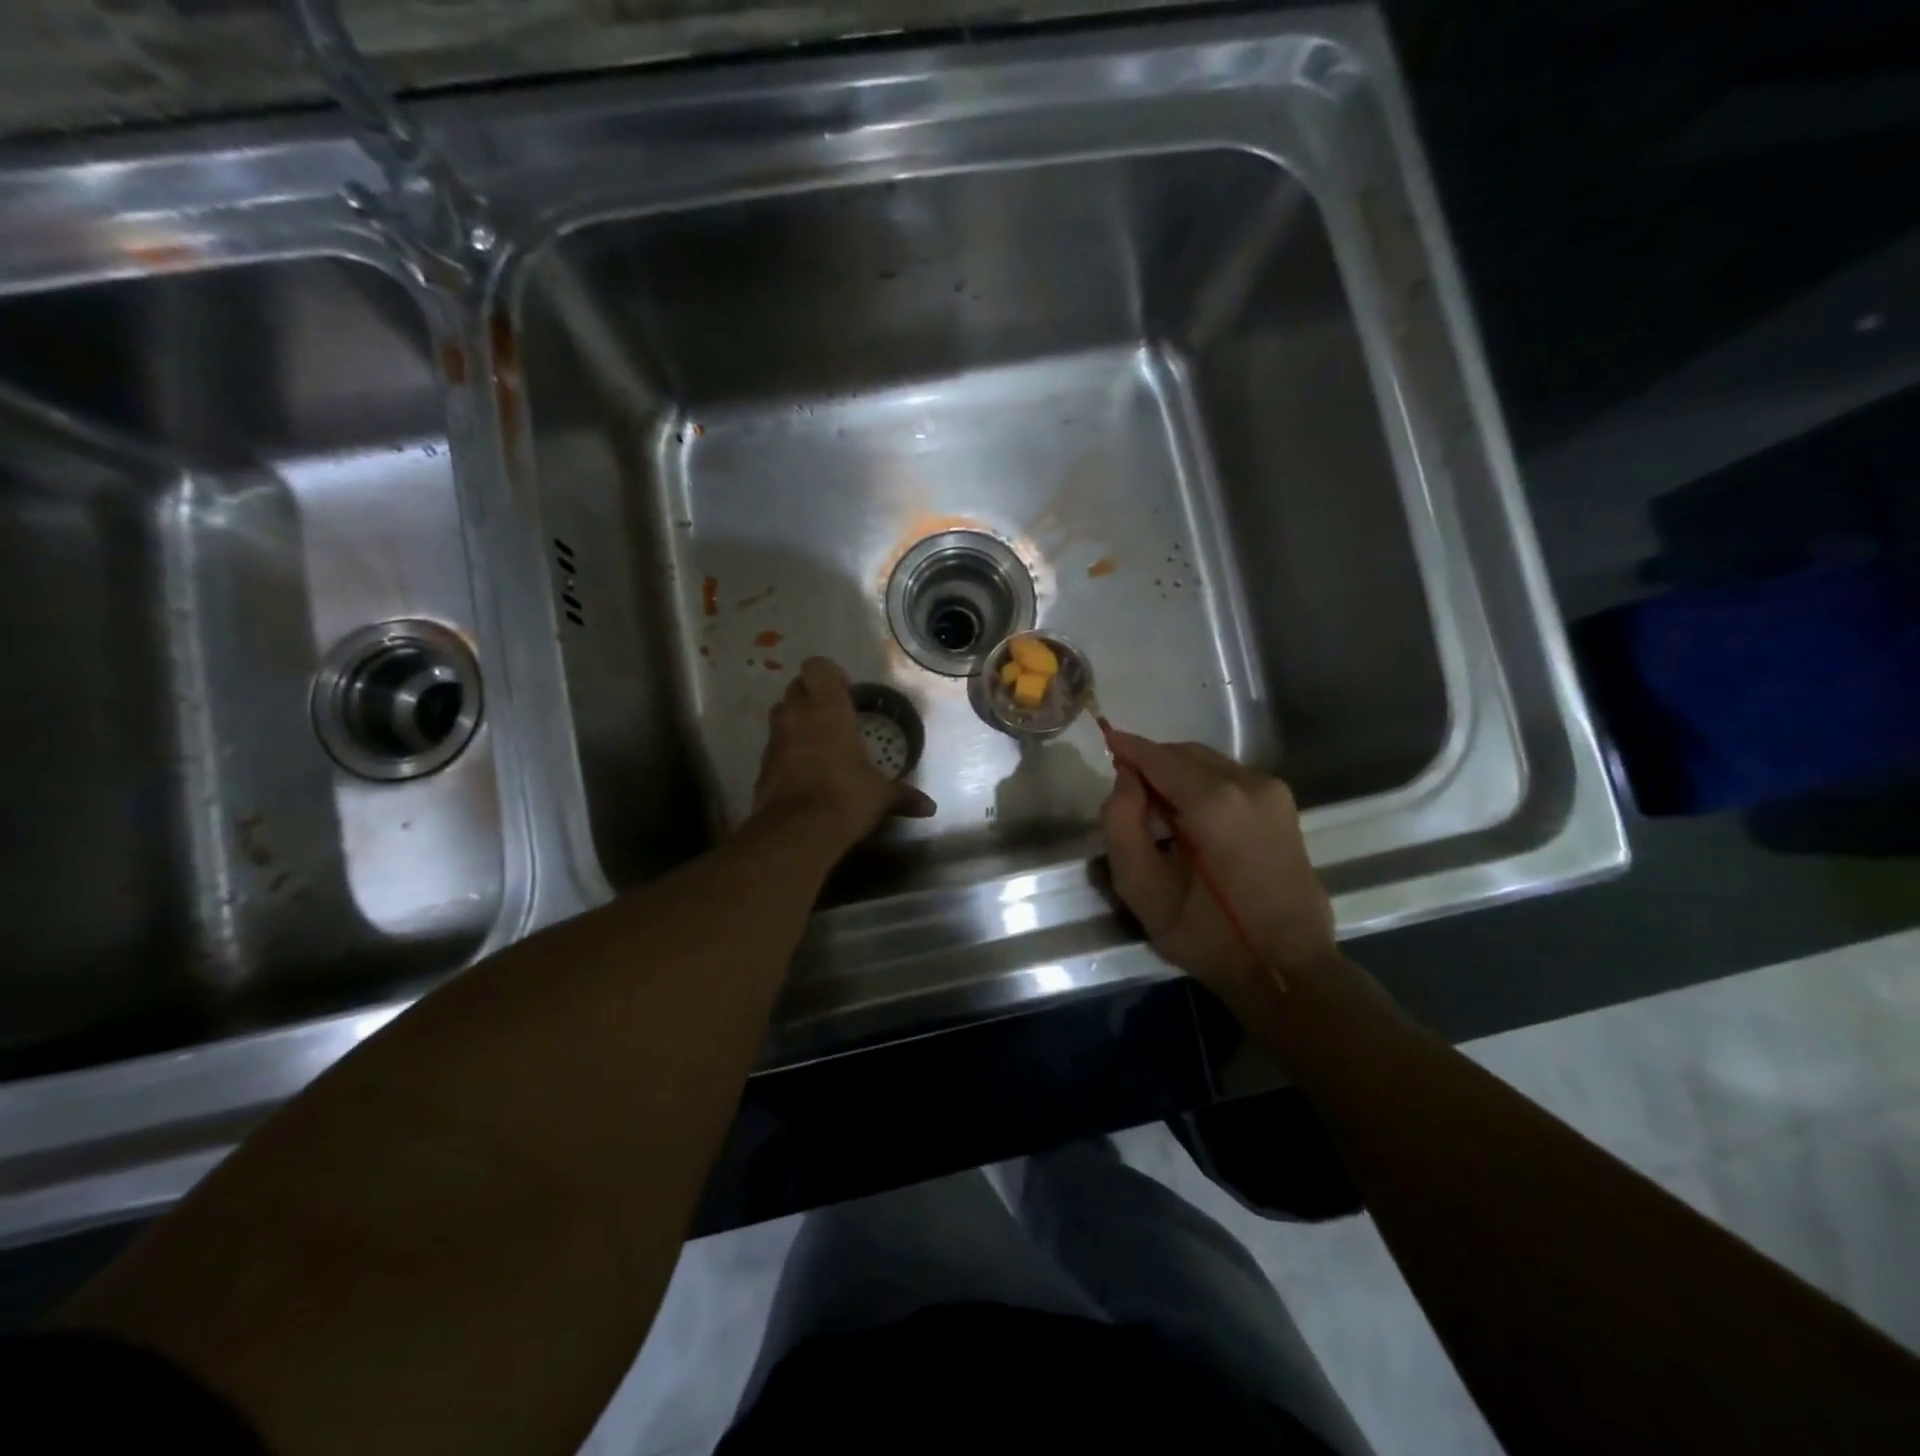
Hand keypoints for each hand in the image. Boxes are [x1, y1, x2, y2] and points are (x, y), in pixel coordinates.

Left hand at [752, 658, 935, 848]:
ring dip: (797, 720)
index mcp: (828, 708)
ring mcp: (775, 739)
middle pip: (797, 687)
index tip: (846, 693)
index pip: (818, 667)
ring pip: (781, 713)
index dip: (830, 675)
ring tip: (820, 742)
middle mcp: (797, 715)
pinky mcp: (762, 765)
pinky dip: (787, 751)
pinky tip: (806, 772)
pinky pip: (775, 746)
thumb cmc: (846, 796)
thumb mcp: (880, 795)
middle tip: (834, 717)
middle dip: (813, 696)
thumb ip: (903, 795)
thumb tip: (929, 807)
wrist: (797, 831)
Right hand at [1099, 731, 1336, 1024]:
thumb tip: (1125, 779)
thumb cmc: (1207, 935)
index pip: (1159, 757)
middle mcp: (1249, 783)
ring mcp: (1272, 792)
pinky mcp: (1284, 806)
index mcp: (1215, 801)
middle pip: (1185, 754)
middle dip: (1152, 763)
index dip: (1128, 747)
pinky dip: (1202, 785)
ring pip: (1209, 763)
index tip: (1104, 739)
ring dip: (1177, 774)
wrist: (1286, 970)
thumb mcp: (1143, 888)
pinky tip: (1191, 820)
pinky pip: (1230, 778)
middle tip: (1126, 794)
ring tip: (1157, 811)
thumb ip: (1121, 823)